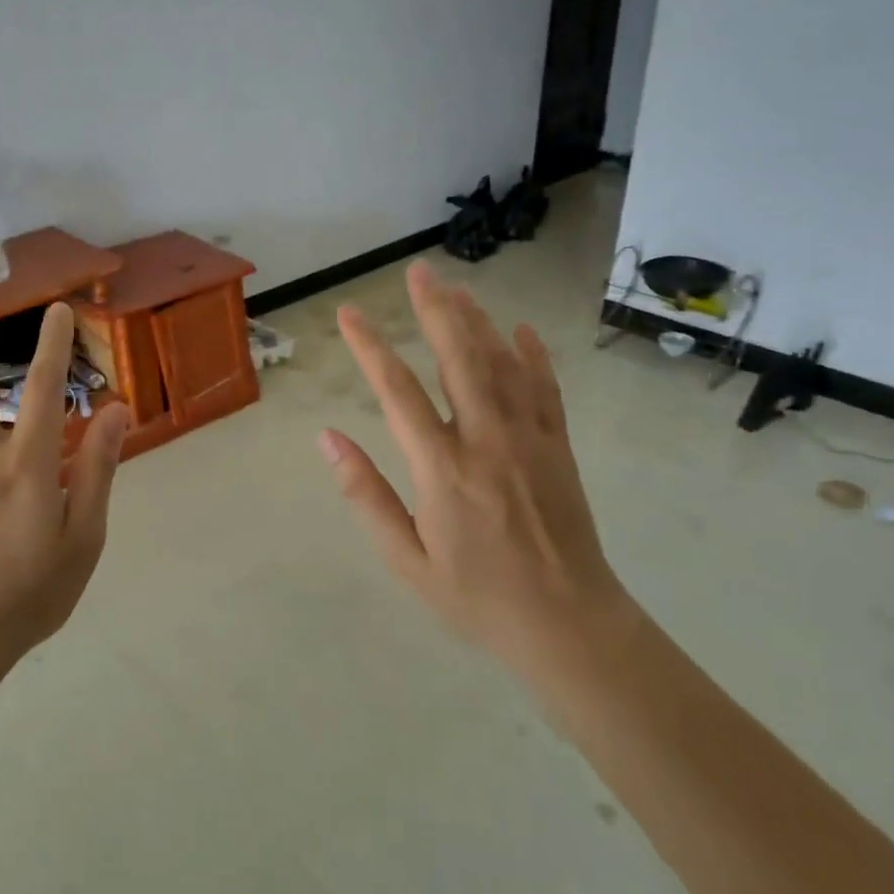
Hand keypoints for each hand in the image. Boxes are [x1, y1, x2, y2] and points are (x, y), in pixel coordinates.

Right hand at [318, 259, 629, 677]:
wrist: (567, 623)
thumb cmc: (476, 596)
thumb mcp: (406, 558)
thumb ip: (365, 494)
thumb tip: (327, 439)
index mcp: (442, 469)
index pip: (397, 392)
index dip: (371, 347)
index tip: (349, 313)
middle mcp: (486, 440)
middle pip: (458, 358)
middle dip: (435, 309)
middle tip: (419, 271)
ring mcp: (529, 439)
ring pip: (501, 363)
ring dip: (477, 321)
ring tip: (457, 287)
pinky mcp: (558, 447)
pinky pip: (545, 389)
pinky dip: (532, 355)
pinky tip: (521, 330)